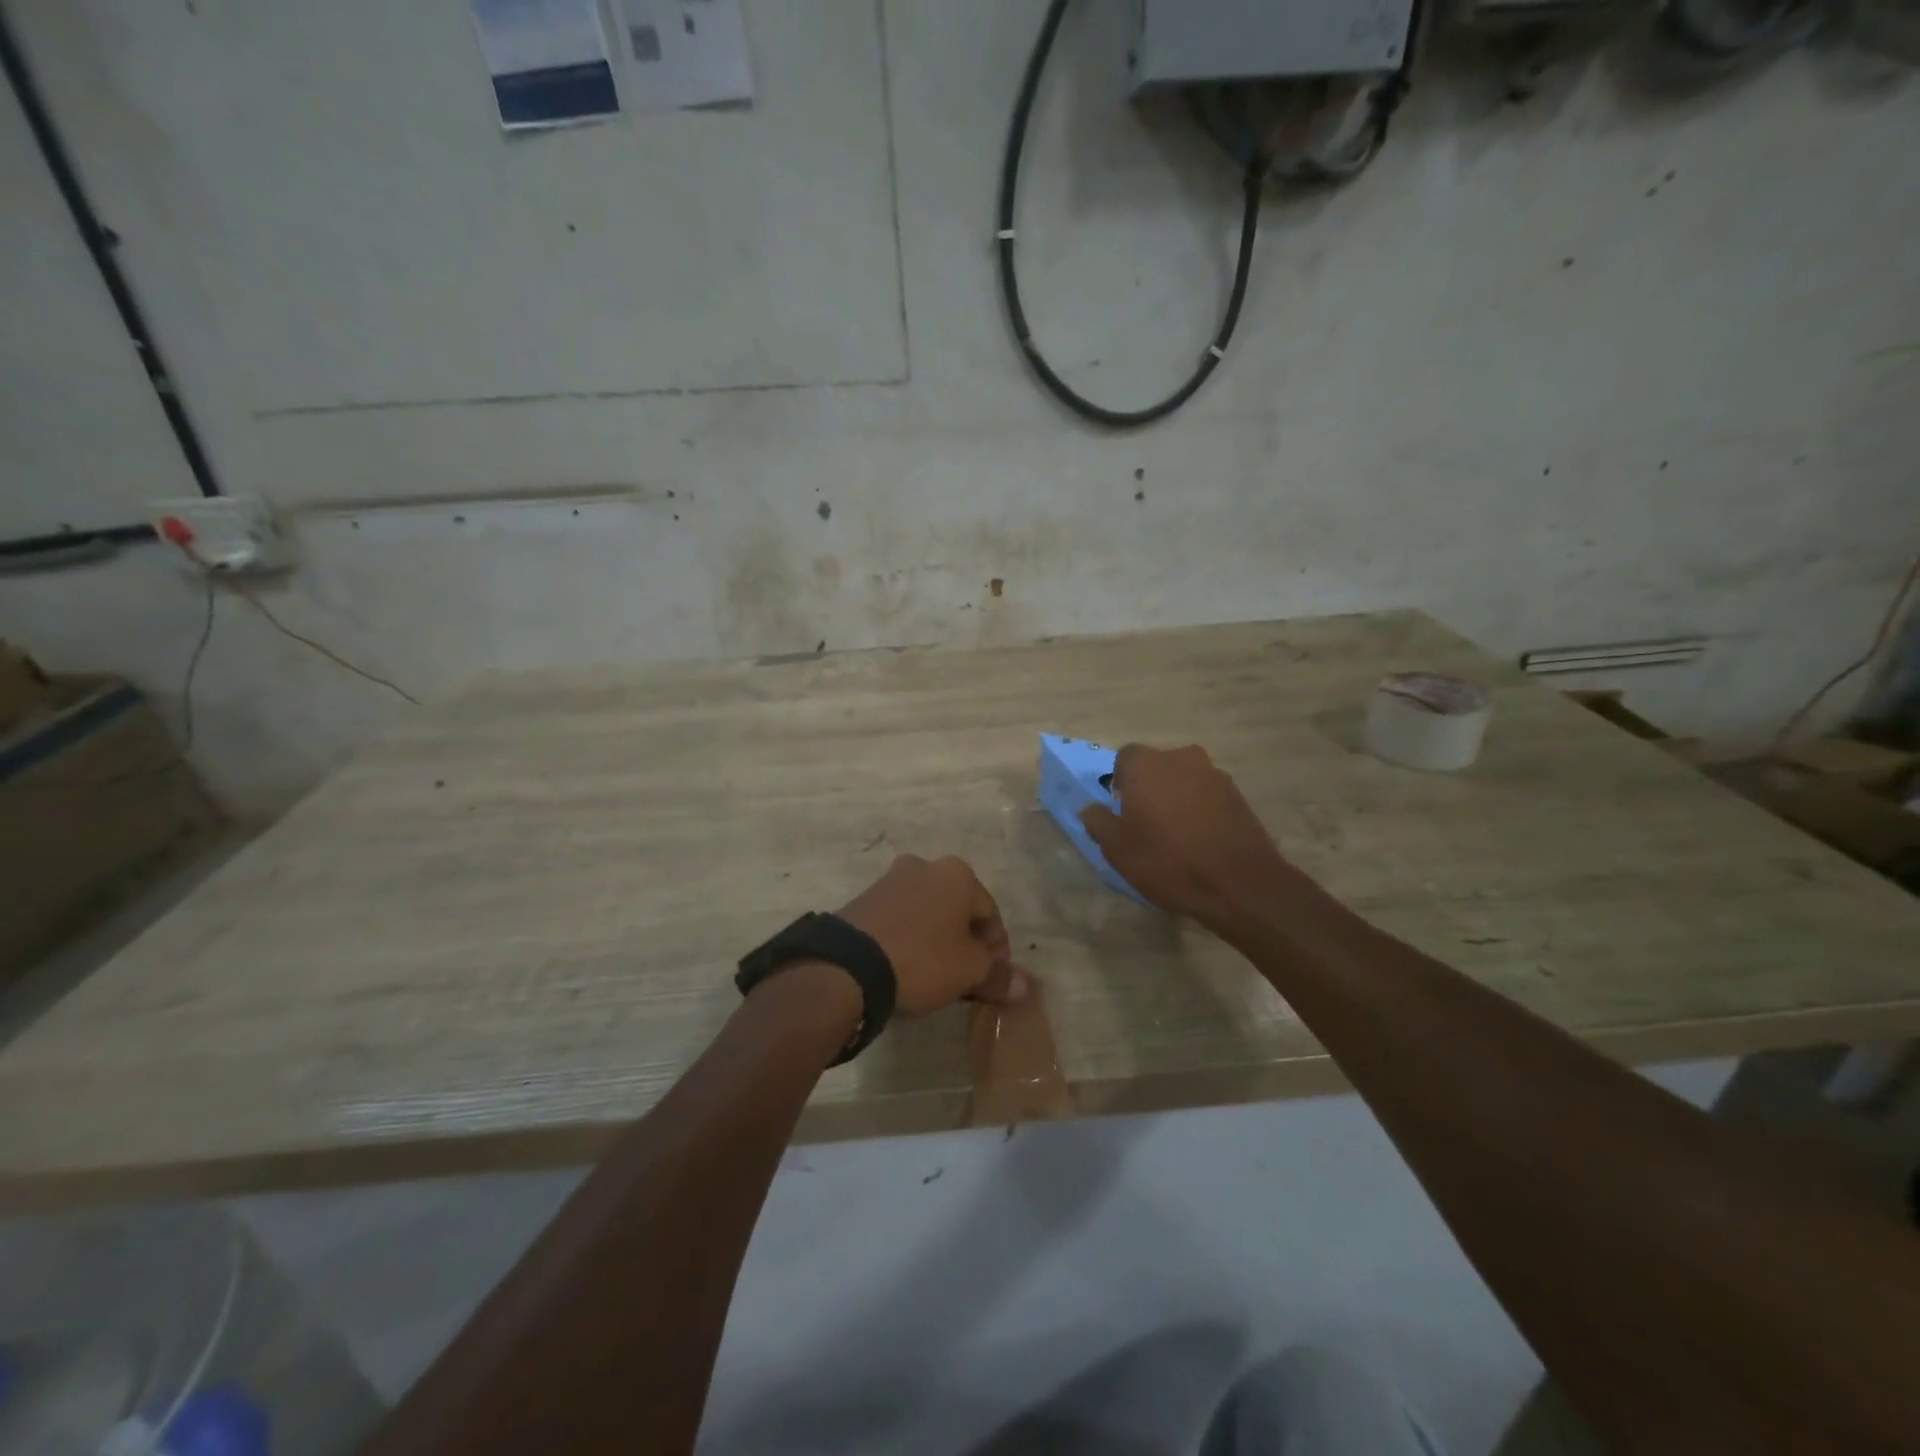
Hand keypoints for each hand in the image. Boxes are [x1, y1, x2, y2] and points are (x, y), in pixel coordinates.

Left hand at [839, 854, 1028, 1016]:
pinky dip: (910, 938)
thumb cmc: (922, 959)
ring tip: (935, 975)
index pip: (991, 915)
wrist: (849, 964)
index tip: (991, 981)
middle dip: (965, 943)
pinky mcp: (865, 897)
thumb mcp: (969, 972)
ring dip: (937, 939)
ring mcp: (891, 879)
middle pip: (959, 910)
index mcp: (958, 874)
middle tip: (965, 979)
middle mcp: (926, 866)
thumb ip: (999, 976)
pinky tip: (906, 965)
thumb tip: (1024, 986)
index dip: (997, 952)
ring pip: (929, 913)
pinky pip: (901, 918)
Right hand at [1079, 743, 1297, 932]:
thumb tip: (1091, 809)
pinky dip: (1200, 810)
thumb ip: (1098, 822)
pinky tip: (1201, 841)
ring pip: (1184, 780)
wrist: (1240, 884)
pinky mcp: (1239, 795)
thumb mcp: (1118, 849)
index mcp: (1147, 764)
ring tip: (1176, 836)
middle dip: (1149, 789)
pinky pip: (1208, 796)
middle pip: (1157, 767)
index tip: (1122, 811)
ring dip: (1176, 798)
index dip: (1120, 783)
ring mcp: (1215, 775)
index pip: (1124, 758)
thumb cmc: (1168, 861)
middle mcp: (1181, 758)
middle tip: (1146, 824)